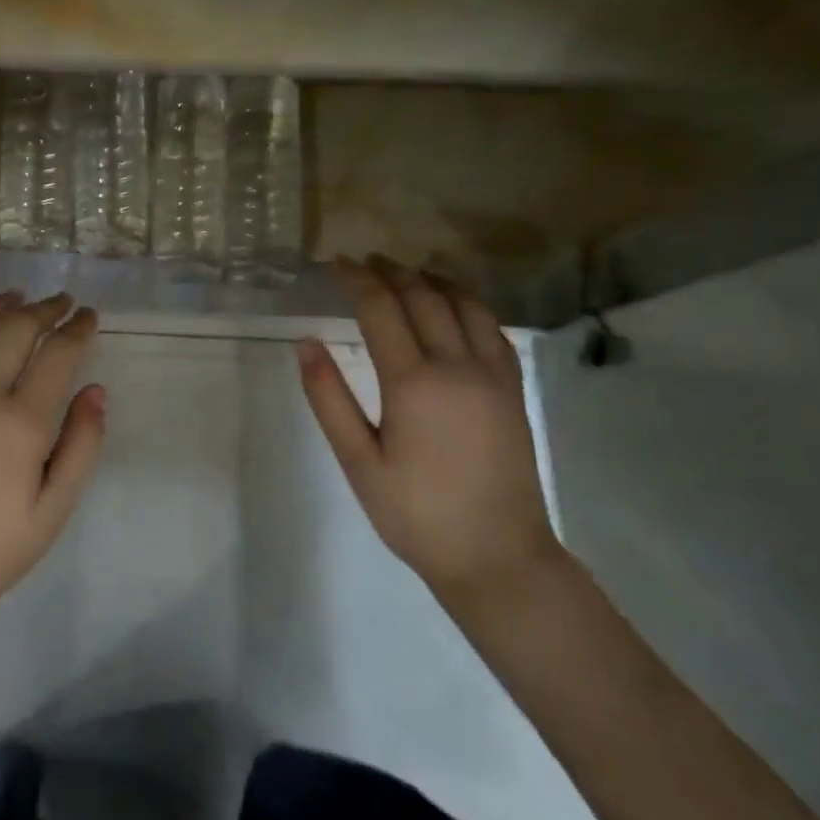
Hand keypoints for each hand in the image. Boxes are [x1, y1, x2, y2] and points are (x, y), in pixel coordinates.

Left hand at [0, 292, 106, 623]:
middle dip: (45, 308)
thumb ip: (82, 445)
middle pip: (16, 329)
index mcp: (22, 423)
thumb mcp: (56, 508)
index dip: (77, 327)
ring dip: (0, 303)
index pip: (57, 353)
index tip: (89, 315)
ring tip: (19, 297)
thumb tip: (96, 391)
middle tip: (63, 301)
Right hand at [297, 255, 560, 600]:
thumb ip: (329, 398)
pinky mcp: (513, 389)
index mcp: (413, 382)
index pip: (380, 308)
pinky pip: (492, 328)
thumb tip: (306, 343)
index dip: (356, 278)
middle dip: (390, 271)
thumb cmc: (416, 514)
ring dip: (431, 280)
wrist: (498, 557)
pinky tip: (454, 305)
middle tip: (364, 261)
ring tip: (406, 272)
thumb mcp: (358, 462)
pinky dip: (468, 303)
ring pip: (463, 304)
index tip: (335, 263)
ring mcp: (492, 375)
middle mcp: (456, 366)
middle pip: (422, 296)